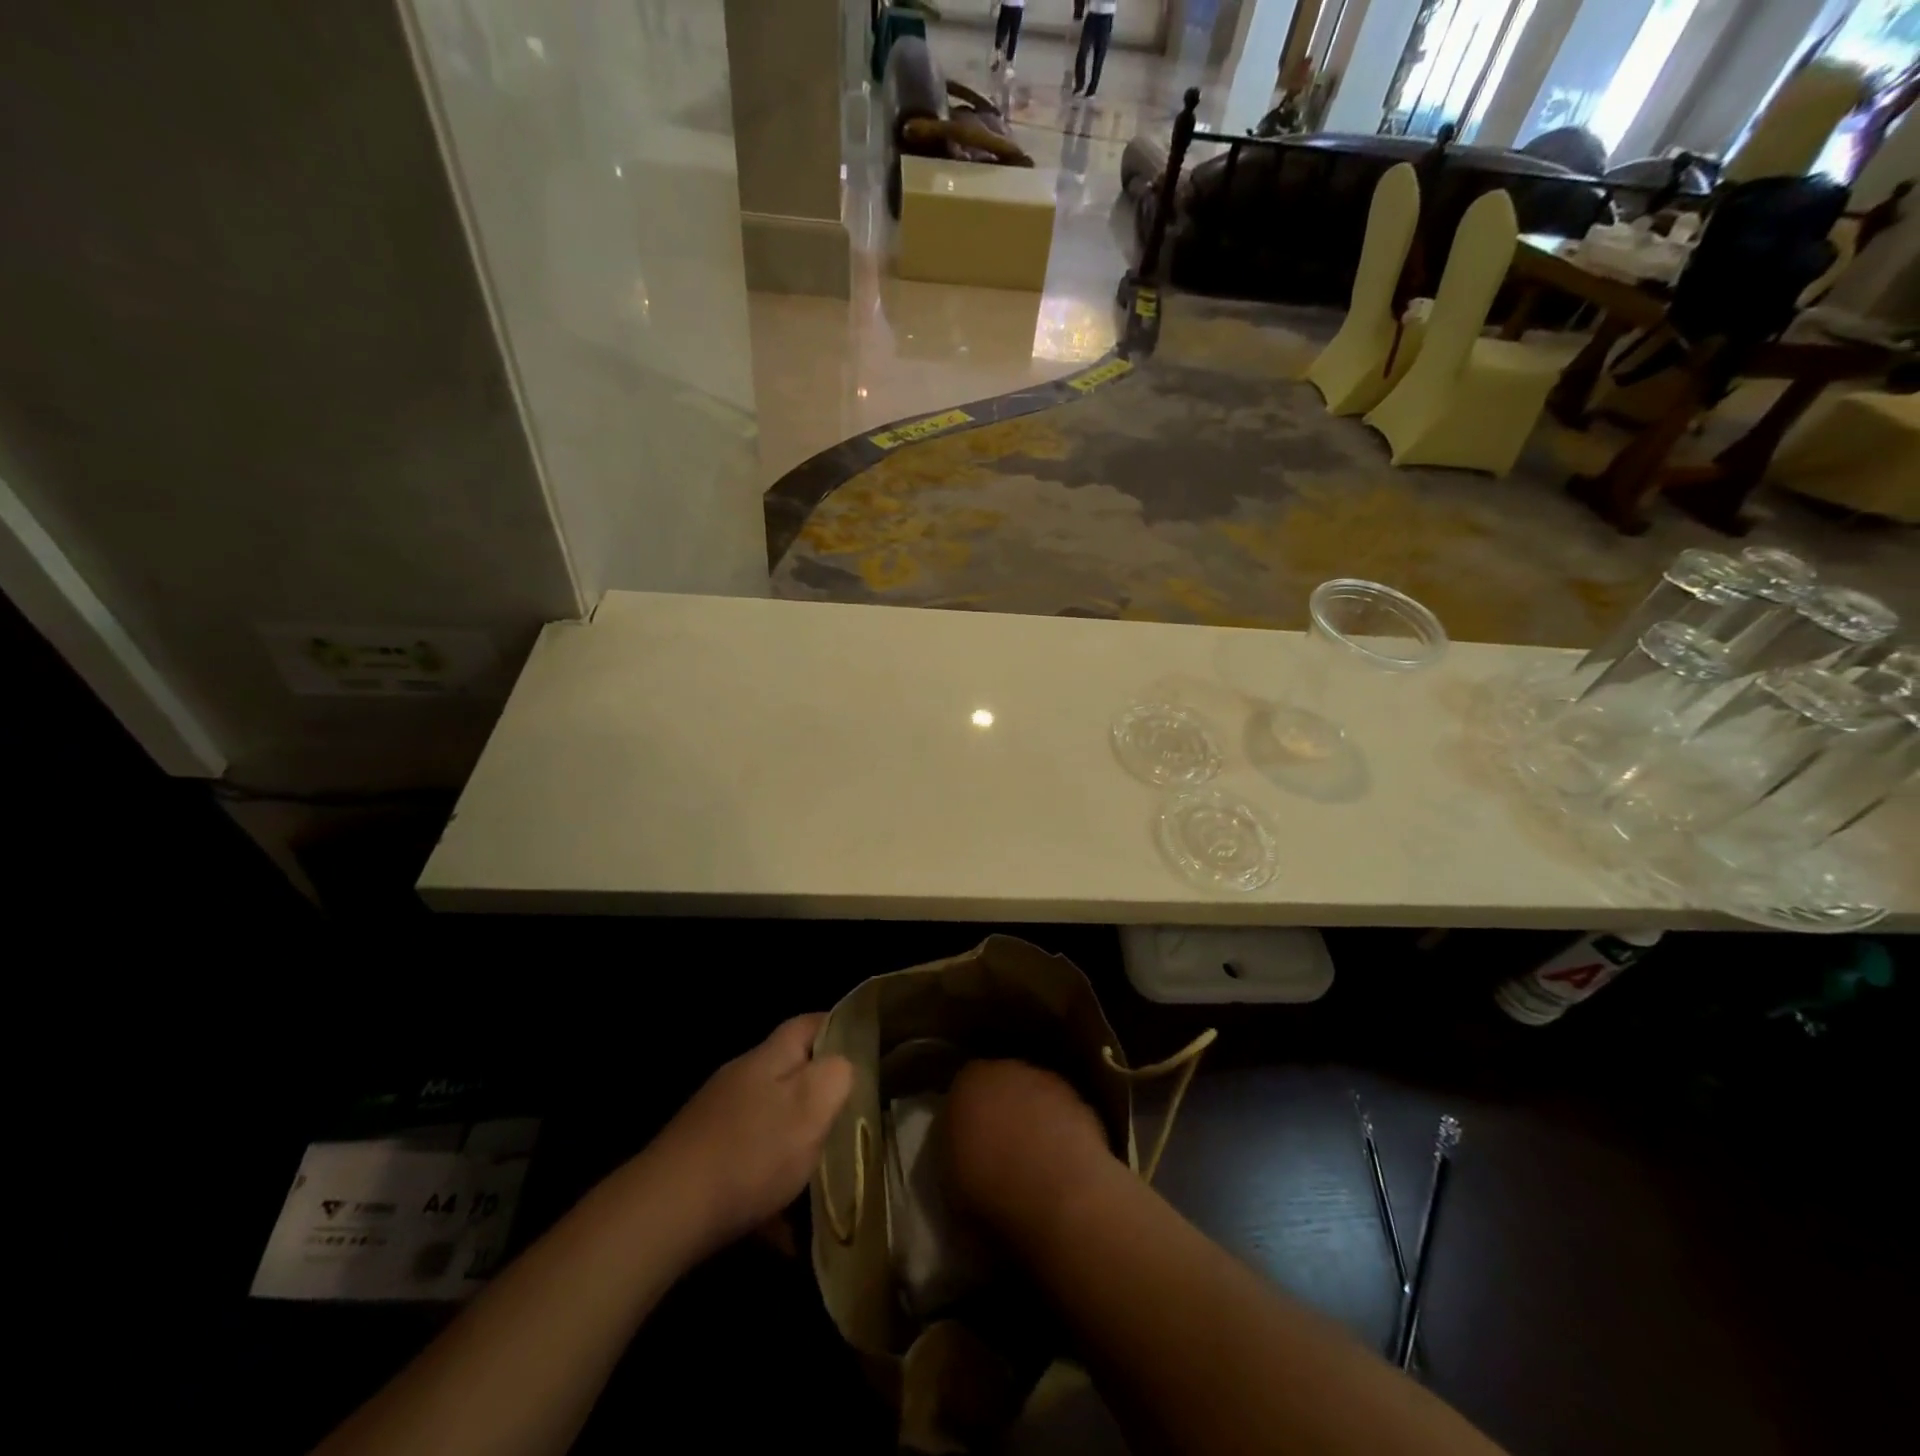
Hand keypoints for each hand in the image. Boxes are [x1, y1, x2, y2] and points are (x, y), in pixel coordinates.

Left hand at [641, 1014, 852, 1256]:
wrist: (664, 1213)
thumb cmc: (750, 1153)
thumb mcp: (811, 1107)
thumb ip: (836, 1076)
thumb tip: (844, 1064)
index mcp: (768, 1059)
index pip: (809, 1023)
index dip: (839, 1028)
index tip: (866, 1048)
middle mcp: (740, 1079)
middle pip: (789, 1073)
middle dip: (819, 1094)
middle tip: (851, 1118)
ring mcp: (716, 1118)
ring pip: (769, 1121)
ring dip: (794, 1144)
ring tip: (821, 1177)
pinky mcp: (700, 1158)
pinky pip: (747, 1165)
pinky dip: (768, 1188)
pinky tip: (782, 1230)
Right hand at [945, 1059, 1116, 1234]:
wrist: (1058, 1193)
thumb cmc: (990, 1188)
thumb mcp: (950, 1181)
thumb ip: (953, 1151)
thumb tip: (962, 1151)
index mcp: (968, 1081)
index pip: (962, 1090)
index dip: (965, 1118)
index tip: (967, 1147)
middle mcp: (1008, 1069)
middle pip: (1000, 1086)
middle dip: (1000, 1111)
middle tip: (1000, 1152)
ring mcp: (1049, 1081)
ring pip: (1034, 1096)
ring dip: (1033, 1119)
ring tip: (1034, 1162)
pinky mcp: (1082, 1101)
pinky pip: (1063, 1115)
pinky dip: (1060, 1132)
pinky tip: (1061, 1164)